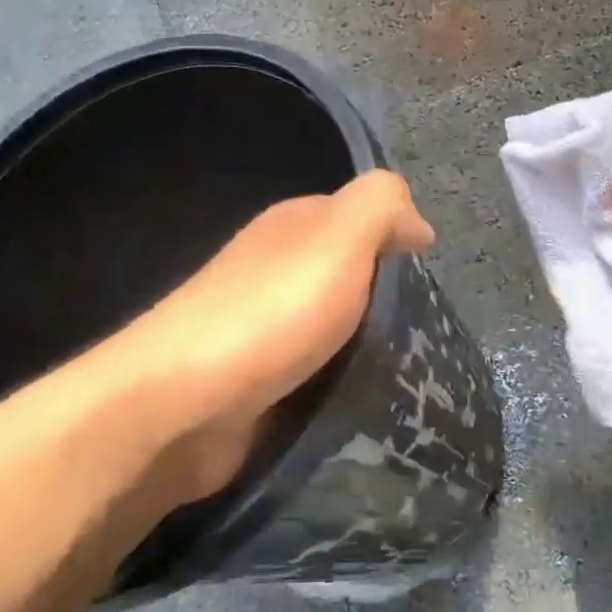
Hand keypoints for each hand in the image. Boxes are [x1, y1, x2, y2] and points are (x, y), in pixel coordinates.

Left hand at [114, 170, 434, 505]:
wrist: (181, 405)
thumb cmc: (270, 313)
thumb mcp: (338, 237)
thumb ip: (381, 206)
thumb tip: (417, 223)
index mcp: (292, 229)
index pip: (359, 220)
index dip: (397, 242)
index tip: (429, 281)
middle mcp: (275, 272)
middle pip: (349, 279)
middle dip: (386, 304)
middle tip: (426, 334)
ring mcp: (262, 330)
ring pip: (335, 330)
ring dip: (366, 348)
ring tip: (408, 372)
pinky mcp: (258, 385)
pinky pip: (315, 375)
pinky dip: (340, 384)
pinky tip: (364, 400)